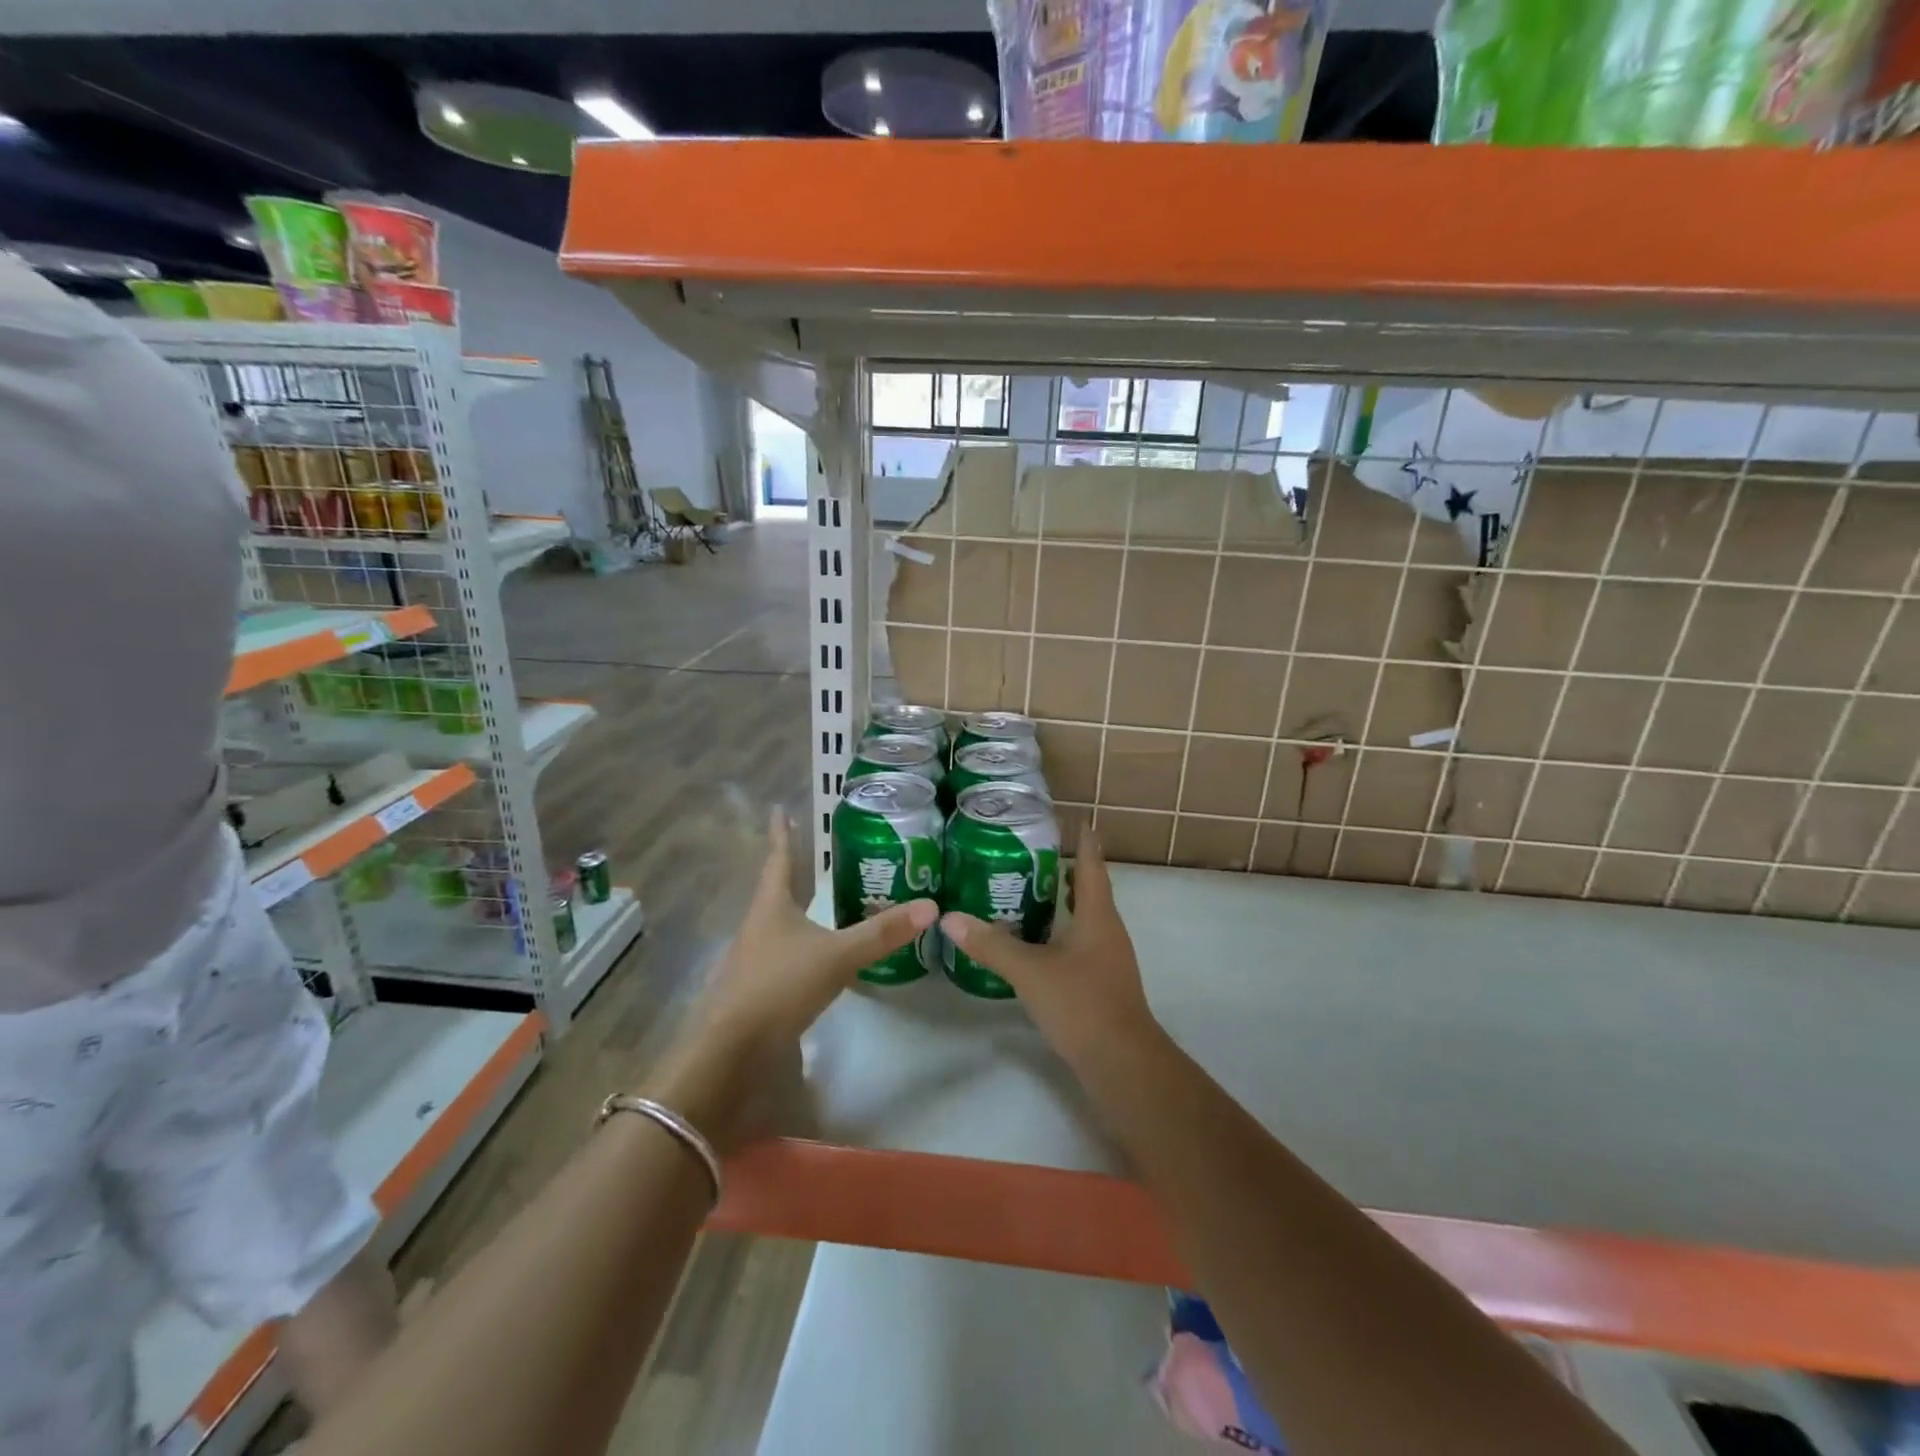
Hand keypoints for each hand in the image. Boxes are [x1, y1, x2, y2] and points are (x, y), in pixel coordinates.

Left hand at [641, 808, 936, 1150]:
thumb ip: (882, 934)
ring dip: (798, 908)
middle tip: (815, 852)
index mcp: (771, 907)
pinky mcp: (760, 989)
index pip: (779, 859)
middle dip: (793, 870)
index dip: (781, 834)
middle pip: (776, 889)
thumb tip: (931, 906)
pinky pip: (786, 954)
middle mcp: (759, 926)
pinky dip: (804, 944)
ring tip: (820, 899)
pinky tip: (818, 954)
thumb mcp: (837, 956)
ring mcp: (756, 959)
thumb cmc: (779, 986)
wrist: (733, 1051)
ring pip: (780, 923)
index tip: (779, 809)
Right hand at [939, 832, 1157, 1069]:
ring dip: (1063, 901)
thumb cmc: (1081, 1003)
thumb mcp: (1030, 971)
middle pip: (1090, 889)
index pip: (1091, 865)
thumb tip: (950, 919)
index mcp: (1098, 916)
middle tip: (1032, 852)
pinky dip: (1061, 930)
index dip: (1084, 841)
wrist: (1121, 1062)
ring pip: (1086, 917)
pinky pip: (1081, 941)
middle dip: (1066, 868)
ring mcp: (1108, 958)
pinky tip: (1037, 940)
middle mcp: (1108, 930)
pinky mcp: (1102, 981)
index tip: (1074, 819)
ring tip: (1029, 889)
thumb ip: (991, 945)